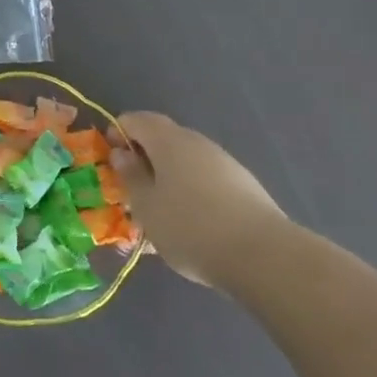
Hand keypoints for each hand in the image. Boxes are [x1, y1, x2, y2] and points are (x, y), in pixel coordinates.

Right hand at [109, 111, 289, 288]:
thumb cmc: (190, 227)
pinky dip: (191, 191)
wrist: (265, 256)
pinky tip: (192, 224)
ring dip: (168, 177)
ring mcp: (224, 163)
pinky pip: (206, 179)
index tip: (111, 162)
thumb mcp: (146, 206)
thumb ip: (130, 176)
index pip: (135, 120)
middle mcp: (197, 142)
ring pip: (186, 161)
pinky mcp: (244, 185)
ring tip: (161, 212)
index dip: (117, 135)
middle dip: (143, 158)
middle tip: (132, 190)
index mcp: (168, 140)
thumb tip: (122, 154)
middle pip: (162, 138)